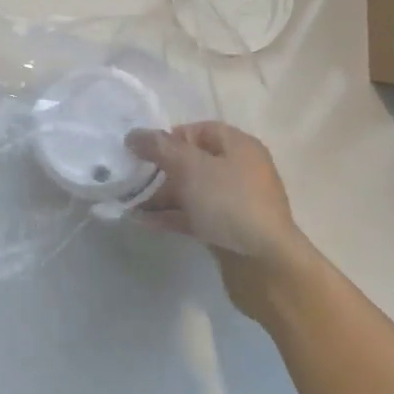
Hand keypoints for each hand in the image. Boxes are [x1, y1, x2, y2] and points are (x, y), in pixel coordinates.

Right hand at [126, 122, 313, 321]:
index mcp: (238, 146)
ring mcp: (234, 202)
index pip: (198, 130)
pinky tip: (142, 220)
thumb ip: (160, 148)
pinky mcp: (226, 229)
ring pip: (191, 191)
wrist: (265, 263)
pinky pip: (193, 215)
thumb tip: (134, 134)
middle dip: (160, 169)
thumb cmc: (230, 203)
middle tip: (131, 178)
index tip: (143, 152)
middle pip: (192, 161)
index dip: (169, 137)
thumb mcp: (192, 168)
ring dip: (160, 195)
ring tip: (128, 202)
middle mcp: (238, 169)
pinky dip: (169, 216)